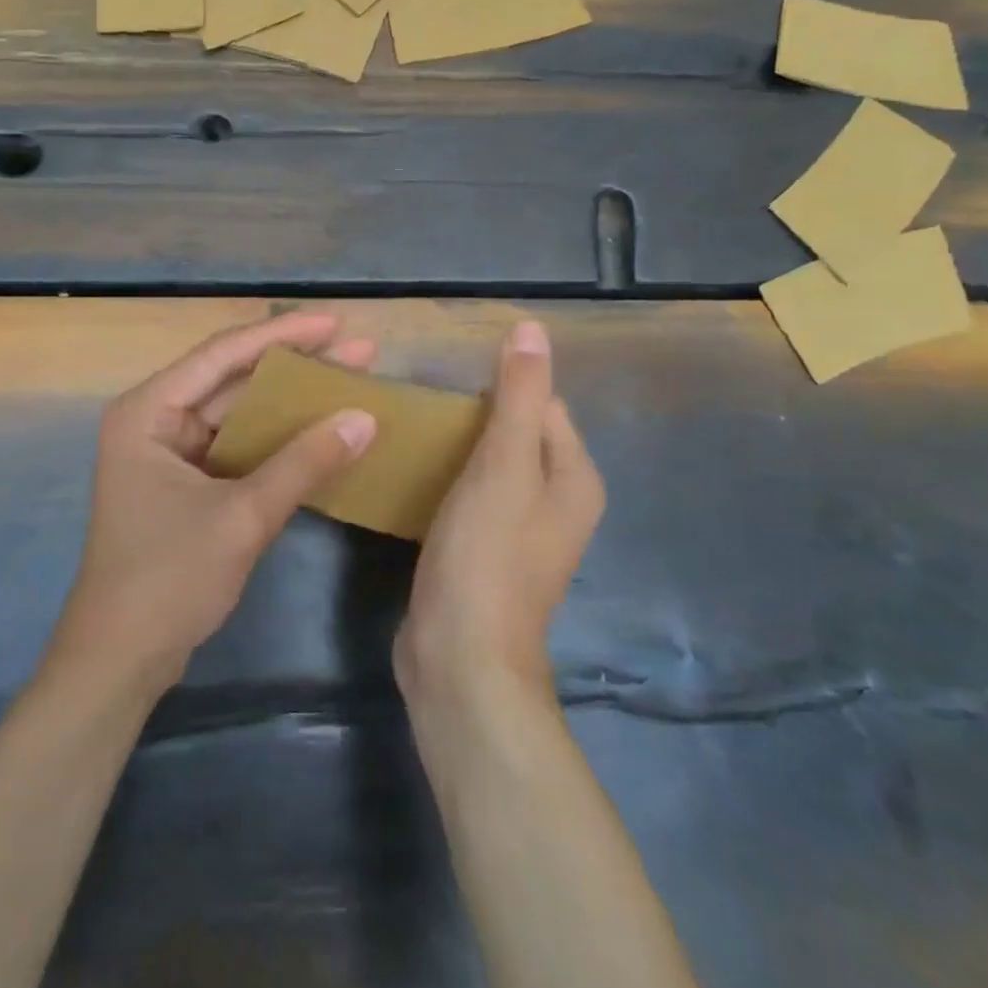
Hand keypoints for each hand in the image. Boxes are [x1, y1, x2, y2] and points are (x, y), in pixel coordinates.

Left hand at [48, 311, 378, 695]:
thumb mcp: (242, 516)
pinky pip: (239, 448)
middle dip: (296, 367)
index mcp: (148, 411)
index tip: (335, 323)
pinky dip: (278, 440)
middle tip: (359, 351)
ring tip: (351, 383)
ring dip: (291, 404)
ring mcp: (170, 454)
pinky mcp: (187, 484)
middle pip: (234, 381)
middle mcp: (156, 421)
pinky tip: (319, 432)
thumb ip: (304, 463)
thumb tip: (365, 417)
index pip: (222, 355)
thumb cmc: (168, 578)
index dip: (282, 336)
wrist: (120, 661)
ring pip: (240, 414)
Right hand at [395, 320, 605, 707]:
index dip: (501, 387)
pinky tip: (416, 474)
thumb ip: (519, 396)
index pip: (543, 405)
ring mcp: (521, 533)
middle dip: (476, 416)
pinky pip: (472, 497)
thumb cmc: (486, 555)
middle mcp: (557, 503)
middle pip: (517, 434)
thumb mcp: (504, 465)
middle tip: (423, 406)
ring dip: (459, 447)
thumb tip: (532, 329)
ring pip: (491, 467)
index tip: (449, 382)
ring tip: (413, 432)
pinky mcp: (486, 553)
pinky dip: (450, 480)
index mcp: (574, 478)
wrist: (460, 658)